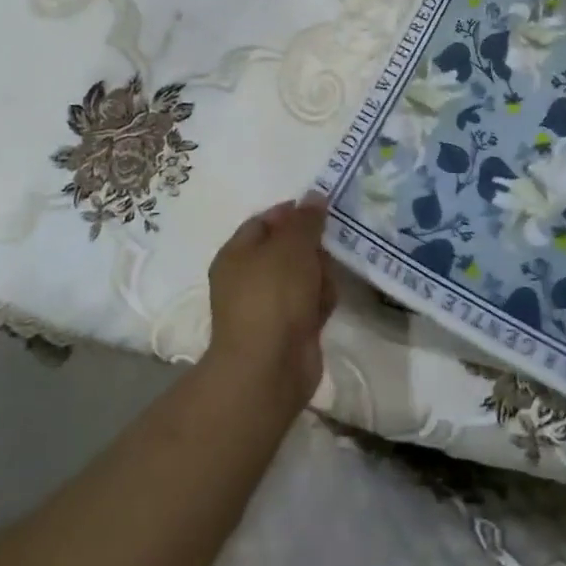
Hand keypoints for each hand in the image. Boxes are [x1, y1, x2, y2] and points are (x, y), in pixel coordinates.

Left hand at [201, 197, 337, 412]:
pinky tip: (326, 306)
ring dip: (320, 275)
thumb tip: (314, 197)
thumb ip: (305, 220)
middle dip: (311, 247)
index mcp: (237, 254)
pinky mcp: (289, 329)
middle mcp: (249, 278)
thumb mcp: (292, 246)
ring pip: (303, 275)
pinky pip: (310, 302)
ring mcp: (269, 306)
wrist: (269, 367)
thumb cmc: (273, 296)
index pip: (265, 221)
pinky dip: (320, 302)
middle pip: (287, 248)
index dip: (292, 213)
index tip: (322, 210)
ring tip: (325, 284)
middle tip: (329, 247)